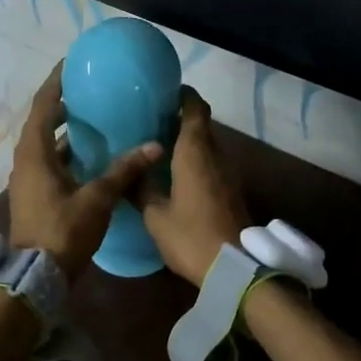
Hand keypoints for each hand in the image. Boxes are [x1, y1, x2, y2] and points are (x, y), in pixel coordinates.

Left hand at [10, 65, 162, 279]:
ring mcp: (28, 181)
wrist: (36, 277)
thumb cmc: (63, 232)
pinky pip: (50, 164)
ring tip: (94, 120)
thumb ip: (124, 170)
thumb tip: (154, 146)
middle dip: (62, 106)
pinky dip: (67, 155)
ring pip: (46, 146)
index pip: (42, 107)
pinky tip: (92, 158)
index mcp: (34, 154)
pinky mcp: (35, 197)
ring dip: (65, 133)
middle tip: (89, 92)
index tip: (71, 64)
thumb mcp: (97, 199)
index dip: (56, 83)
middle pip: (41, 124)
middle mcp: (26, 162)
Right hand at [139, 87, 249, 285]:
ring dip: (187, 141)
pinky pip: (211, 164)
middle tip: (149, 121)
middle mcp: (215, 154)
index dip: (182, 96)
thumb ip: (140, 189)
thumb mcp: (155, 215)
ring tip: (157, 146)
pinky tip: (174, 174)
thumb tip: (127, 172)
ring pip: (207, 145)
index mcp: (195, 152)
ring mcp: (227, 173)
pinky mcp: (230, 190)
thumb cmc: (190, 236)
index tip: (162, 93)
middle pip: (201, 125)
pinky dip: (194, 160)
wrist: (233, 266)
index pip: (195, 108)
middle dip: (179, 118)